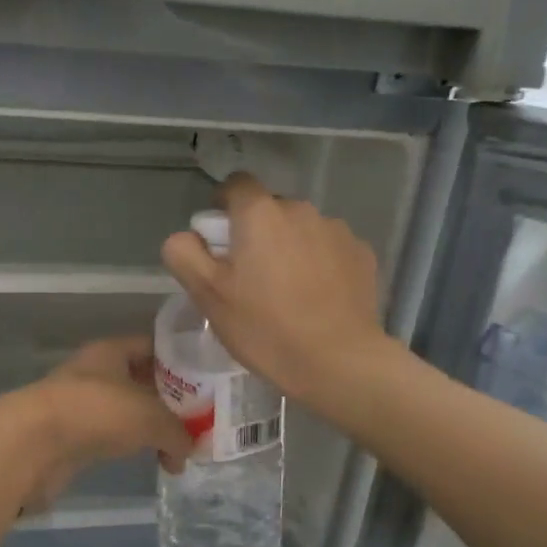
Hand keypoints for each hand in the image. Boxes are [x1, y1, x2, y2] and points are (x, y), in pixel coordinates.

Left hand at [0, 336, 191, 511]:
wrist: (33, 445)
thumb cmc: (96, 412)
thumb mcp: (150, 417)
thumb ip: (177, 431)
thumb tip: (188, 450)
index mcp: (112, 351)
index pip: (153, 346)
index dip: (180, 359)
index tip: (206, 379)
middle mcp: (96, 372)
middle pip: (142, 380)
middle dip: (170, 399)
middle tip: (200, 418)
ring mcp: (82, 404)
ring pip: (128, 411)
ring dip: (152, 427)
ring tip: (180, 447)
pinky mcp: (73, 436)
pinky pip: (113, 436)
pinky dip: (133, 446)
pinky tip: (153, 461)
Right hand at [161, 173, 390, 409]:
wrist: (338, 361)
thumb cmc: (265, 328)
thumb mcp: (208, 296)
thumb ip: (185, 254)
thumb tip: (186, 236)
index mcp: (260, 214)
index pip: (236, 184)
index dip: (223, 205)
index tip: (220, 240)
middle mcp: (301, 210)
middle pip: (270, 209)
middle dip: (258, 233)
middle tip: (250, 277)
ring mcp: (337, 230)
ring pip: (302, 229)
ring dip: (291, 248)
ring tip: (288, 292)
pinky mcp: (362, 254)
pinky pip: (329, 249)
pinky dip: (320, 263)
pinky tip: (317, 299)